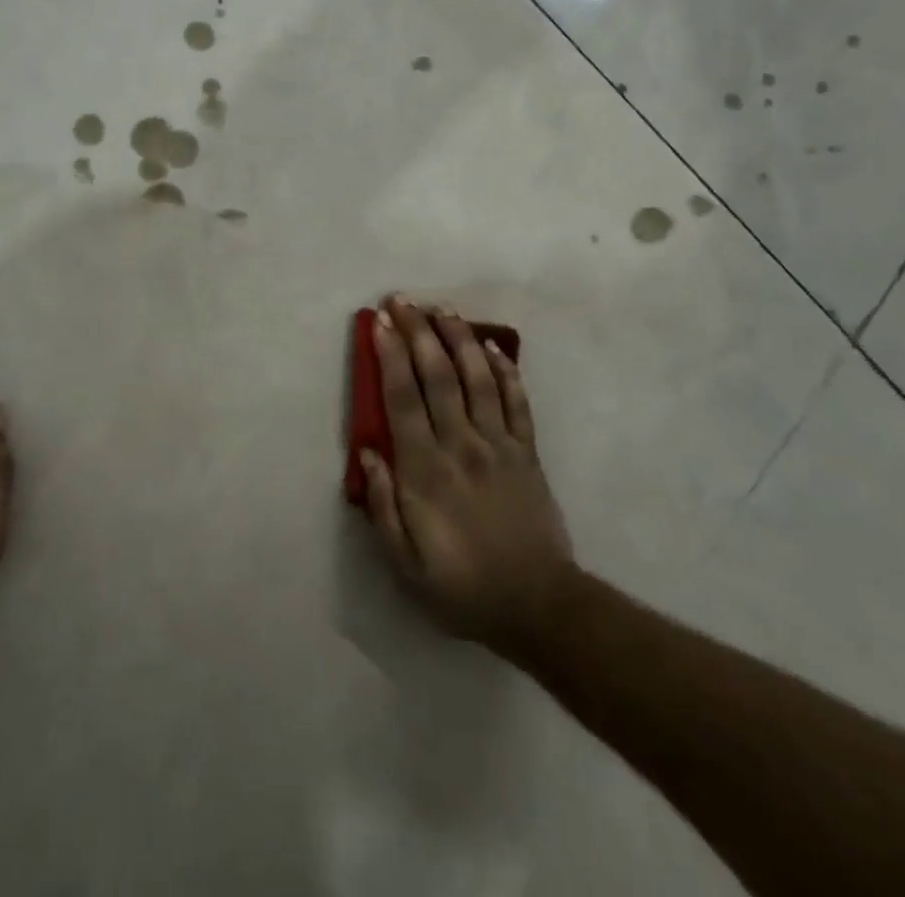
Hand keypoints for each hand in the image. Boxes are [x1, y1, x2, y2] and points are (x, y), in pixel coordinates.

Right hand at [361, 295, 574, 655]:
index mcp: (426, 469)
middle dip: (418, 332)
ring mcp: (500, 443)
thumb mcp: (405, 563)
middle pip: (437, 375)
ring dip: (458, 337)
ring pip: (477, 377)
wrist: (537, 605)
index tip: (379, 323)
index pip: (402, 398)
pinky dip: (505, 369)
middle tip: (402, 300)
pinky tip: (491, 346)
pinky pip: (517, 400)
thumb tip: (367, 449)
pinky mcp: (528, 451)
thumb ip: (382, 505)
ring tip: (442, 308)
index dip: (389, 355)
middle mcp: (461, 444)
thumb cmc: (462, 586)